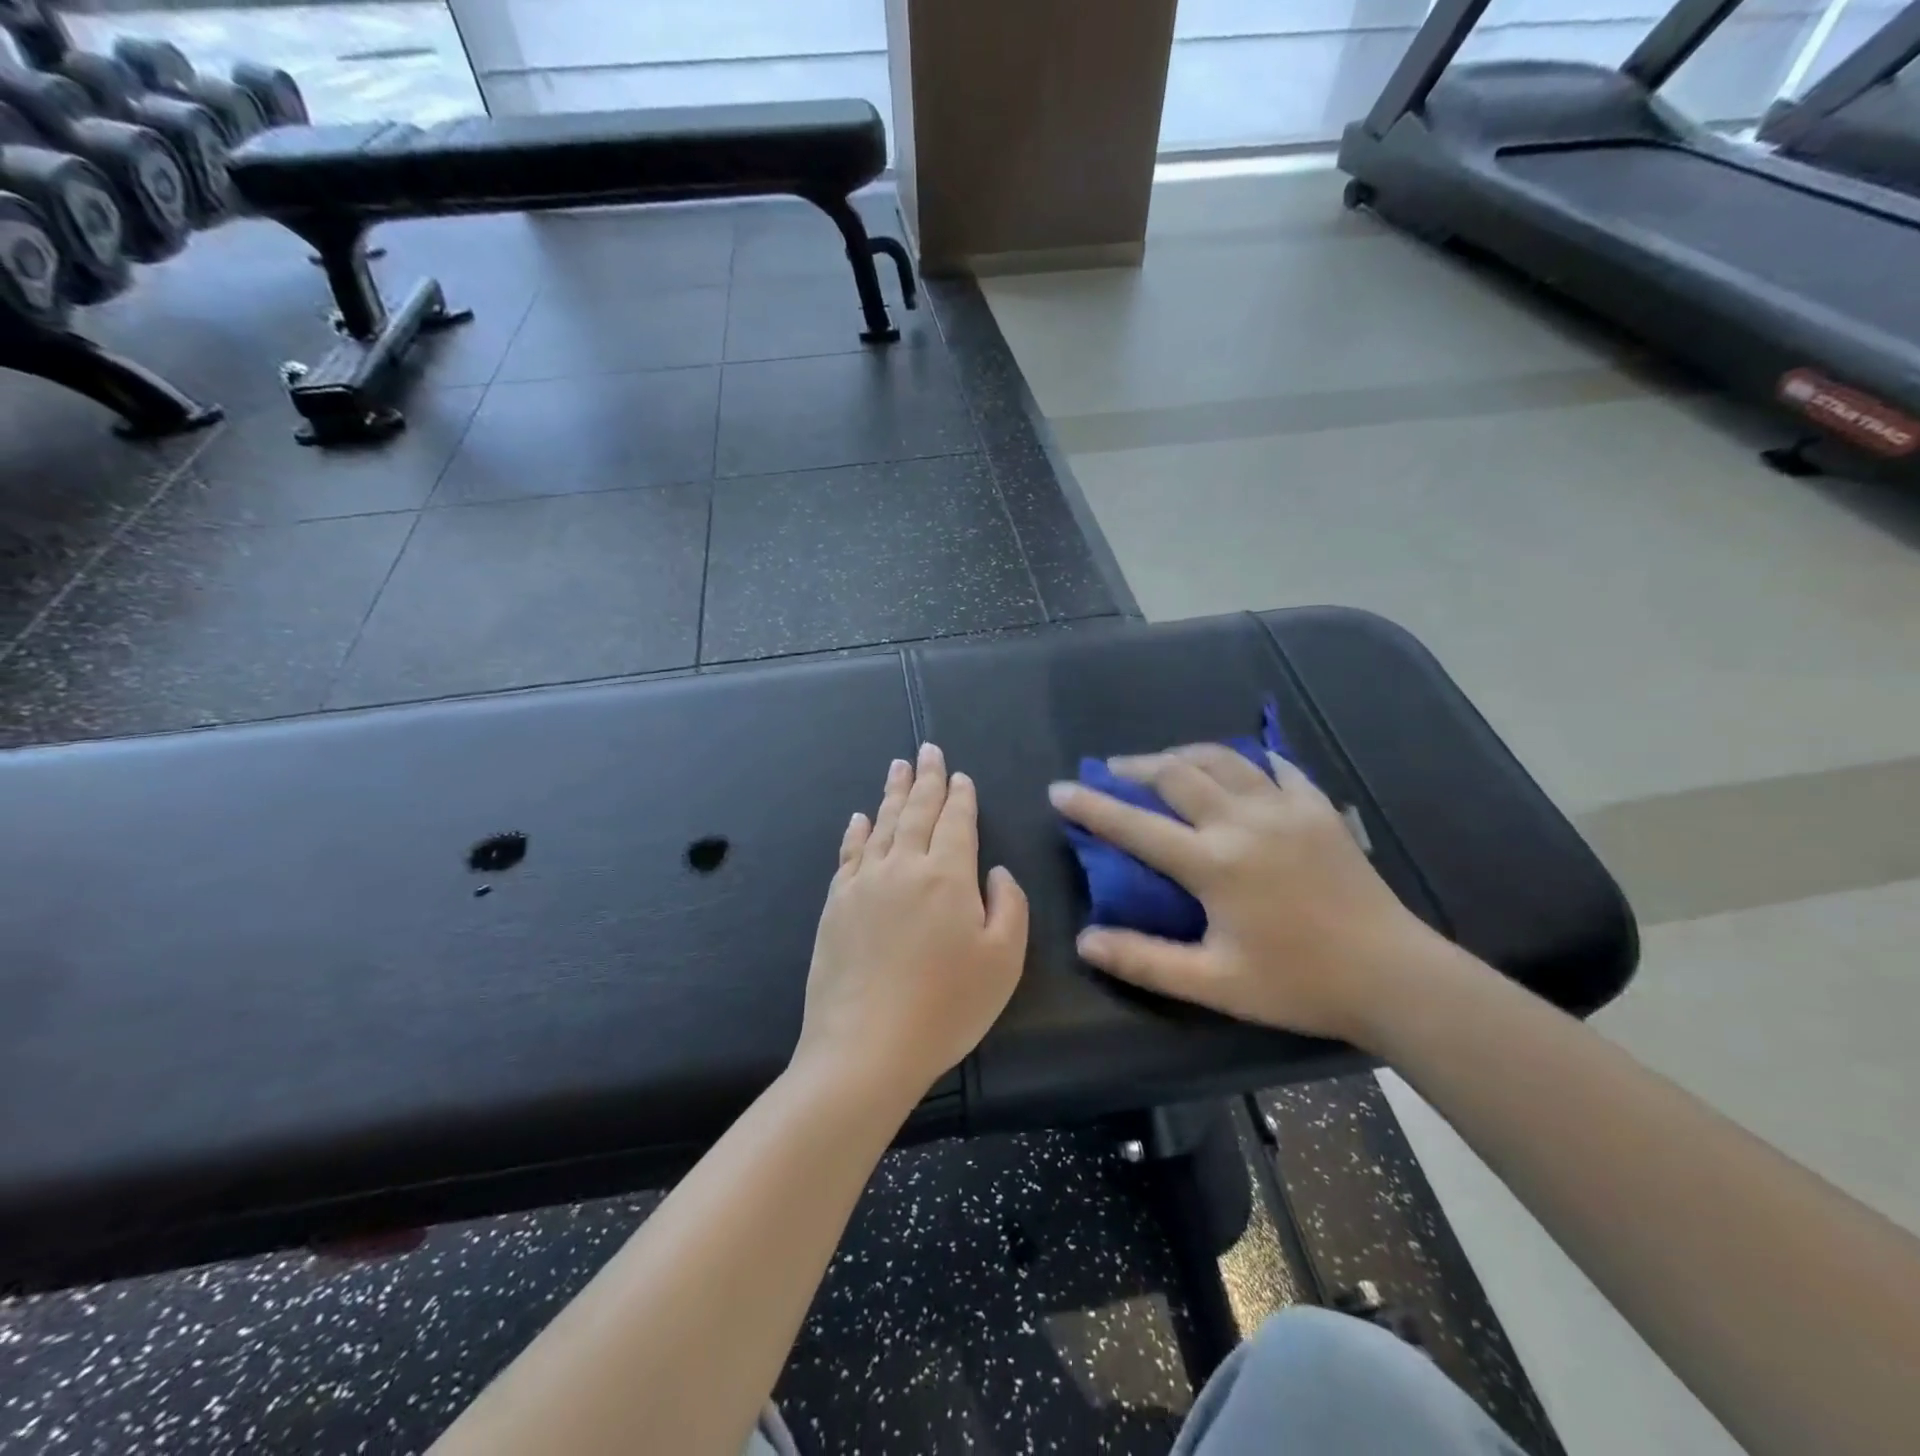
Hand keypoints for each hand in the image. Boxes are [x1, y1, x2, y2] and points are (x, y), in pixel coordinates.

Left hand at [795, 742, 1028, 1103]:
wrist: (866, 1046)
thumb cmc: (946, 1007)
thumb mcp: (1004, 961)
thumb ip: (1008, 906)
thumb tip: (994, 871)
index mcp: (948, 876)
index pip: (957, 822)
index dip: (960, 797)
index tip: (959, 775)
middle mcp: (904, 866)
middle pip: (916, 811)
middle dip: (925, 779)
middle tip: (927, 749)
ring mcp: (864, 883)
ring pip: (881, 824)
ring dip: (892, 793)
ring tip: (897, 767)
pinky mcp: (835, 904)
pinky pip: (849, 853)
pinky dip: (856, 831)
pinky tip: (859, 818)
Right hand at [1048, 745, 1451, 1048]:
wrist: (1393, 976)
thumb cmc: (1298, 983)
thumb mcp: (1214, 984)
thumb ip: (1145, 960)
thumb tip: (1085, 940)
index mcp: (1213, 863)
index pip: (1135, 826)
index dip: (1091, 806)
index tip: (1059, 789)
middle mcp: (1243, 821)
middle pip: (1177, 773)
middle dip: (1135, 767)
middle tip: (1112, 770)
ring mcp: (1285, 808)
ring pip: (1223, 759)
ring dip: (1184, 755)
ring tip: (1164, 763)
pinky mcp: (1319, 808)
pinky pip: (1278, 767)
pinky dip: (1250, 760)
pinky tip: (1242, 768)